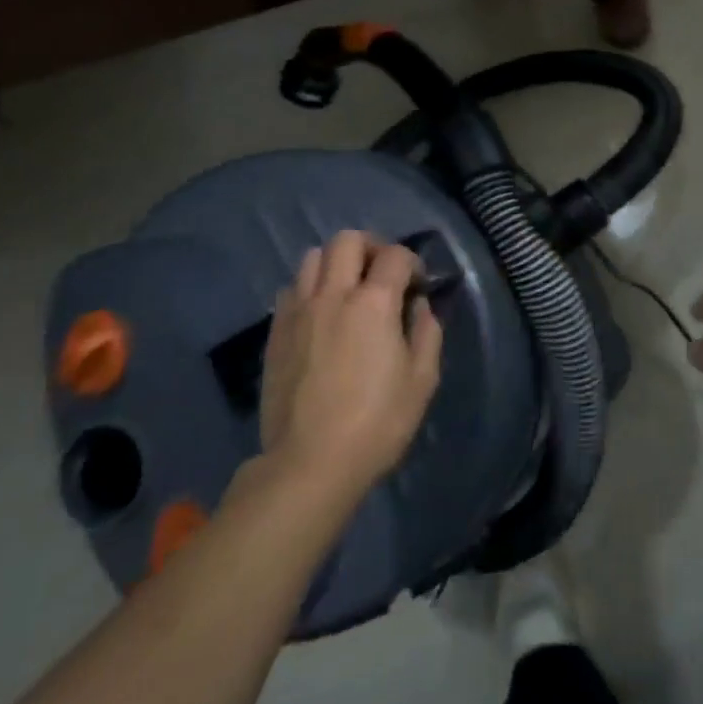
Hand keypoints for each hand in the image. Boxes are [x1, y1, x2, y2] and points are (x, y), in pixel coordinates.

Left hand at [261, 232, 442, 501]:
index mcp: (374, 303)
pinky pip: (292, 289)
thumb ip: (426, 333)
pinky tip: (321, 315)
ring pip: (313, 257)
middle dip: (371, 247)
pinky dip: (311, 288)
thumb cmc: (376, 423)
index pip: (396, 255)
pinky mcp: (276, 331)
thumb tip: (419, 306)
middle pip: (347, 240)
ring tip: (348, 290)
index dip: (413, 263)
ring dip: (336, 263)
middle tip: (382, 275)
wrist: (309, 463)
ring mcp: (299, 310)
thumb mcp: (422, 381)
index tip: (418, 286)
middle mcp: (333, 294)